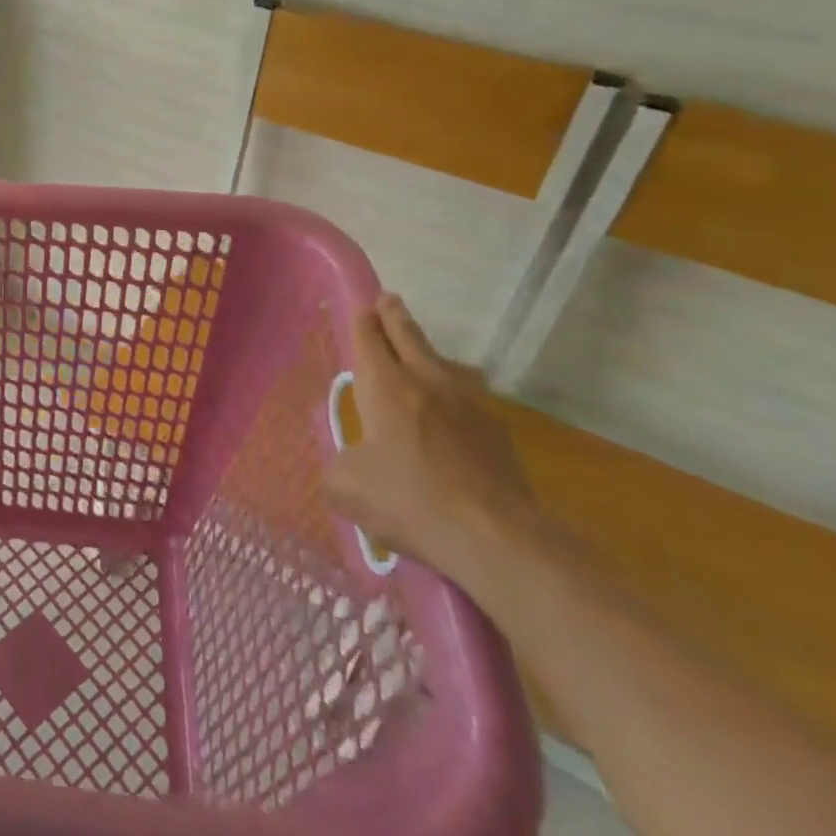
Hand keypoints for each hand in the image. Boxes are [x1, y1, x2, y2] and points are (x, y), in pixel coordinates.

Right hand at [322, 294, 537, 580]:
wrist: (494, 536)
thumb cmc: (407, 499)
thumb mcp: (345, 487)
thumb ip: (337, 467)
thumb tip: (346, 466)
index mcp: (385, 385)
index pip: (369, 338)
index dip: (362, 320)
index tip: (361, 306)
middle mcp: (427, 382)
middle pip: (409, 336)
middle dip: (395, 316)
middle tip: (389, 299)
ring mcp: (469, 405)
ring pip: (444, 365)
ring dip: (428, 355)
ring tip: (420, 357)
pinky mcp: (497, 433)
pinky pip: (468, 402)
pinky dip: (453, 400)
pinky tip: (450, 418)